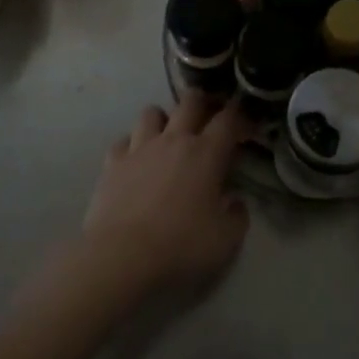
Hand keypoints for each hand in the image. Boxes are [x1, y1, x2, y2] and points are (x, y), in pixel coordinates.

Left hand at [79, 92, 251, 301]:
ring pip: (151, 112)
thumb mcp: (226, 239)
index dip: (240, 114)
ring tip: (167, 134)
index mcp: (205, 154)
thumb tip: (235, 201)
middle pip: (190, 102)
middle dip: (203, 101)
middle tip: (208, 114)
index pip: (228, 120)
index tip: (246, 121)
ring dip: (163, 118)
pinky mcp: (112, 163)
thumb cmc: (181, 246)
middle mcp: (173, 141)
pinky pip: (123, 140)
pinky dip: (132, 144)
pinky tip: (136, 158)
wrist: (122, 256)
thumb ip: (237, 215)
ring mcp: (139, 148)